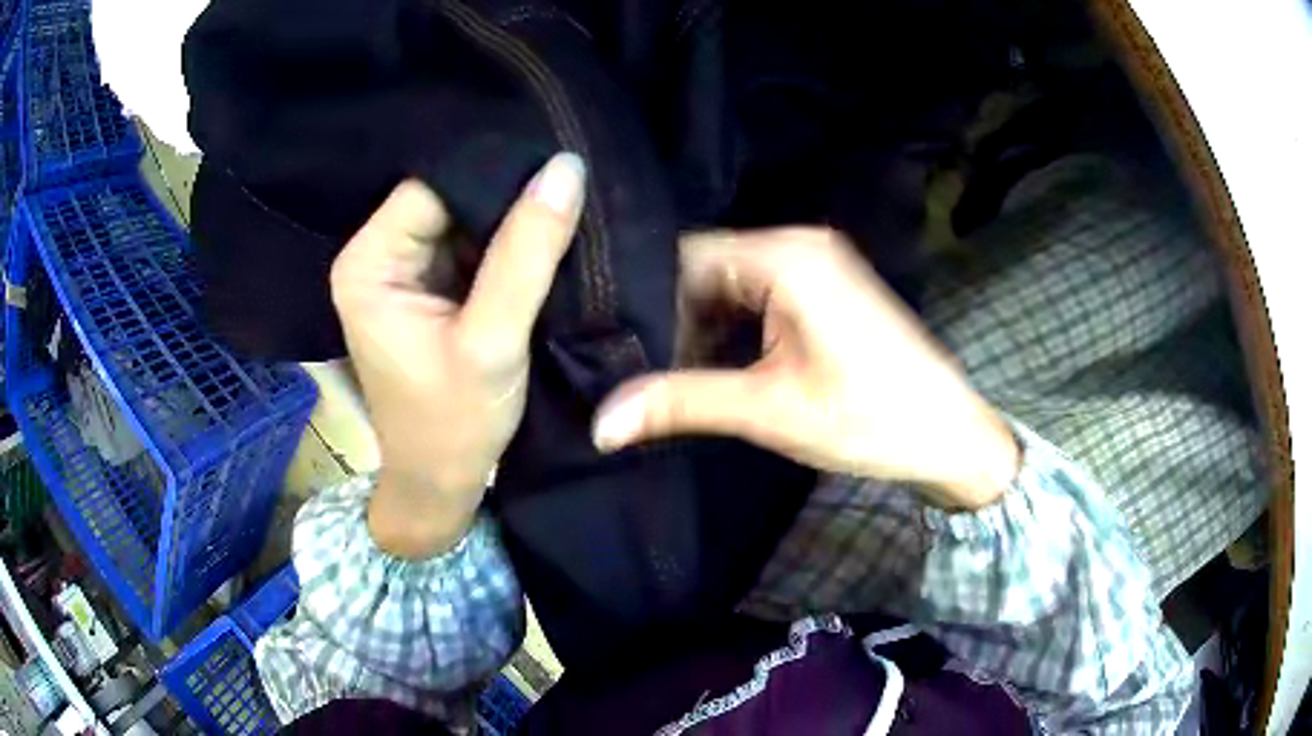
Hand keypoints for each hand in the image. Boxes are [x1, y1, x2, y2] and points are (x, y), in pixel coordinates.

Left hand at [331, 154, 585, 556]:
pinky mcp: (428, 287)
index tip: (556, 180)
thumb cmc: (455, 424)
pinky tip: (544, 243)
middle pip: (448, 199)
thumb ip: (526, 253)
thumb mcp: (493, 341)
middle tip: (568, 198)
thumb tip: (566, 168)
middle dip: (506, 200)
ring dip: (511, 223)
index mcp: (369, 264)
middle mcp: (377, 257)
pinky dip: (508, 246)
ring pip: (465, 219)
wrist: (441, 481)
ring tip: (564, 220)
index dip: (492, 180)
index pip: (433, 189)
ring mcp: (403, 271)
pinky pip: (473, 245)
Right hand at [593, 227, 1018, 509]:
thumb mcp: (771, 410)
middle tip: (622, 362)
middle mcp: (797, 244)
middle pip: (705, 268)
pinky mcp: (822, 289)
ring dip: (698, 326)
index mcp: (786, 256)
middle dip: (669, 317)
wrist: (950, 434)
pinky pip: (755, 295)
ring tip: (654, 368)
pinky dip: (728, 327)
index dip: (643, 298)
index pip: (685, 256)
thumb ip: (683, 404)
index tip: (605, 340)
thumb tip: (601, 423)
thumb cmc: (873, 419)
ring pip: (728, 283)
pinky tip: (706, 364)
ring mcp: (813, 264)